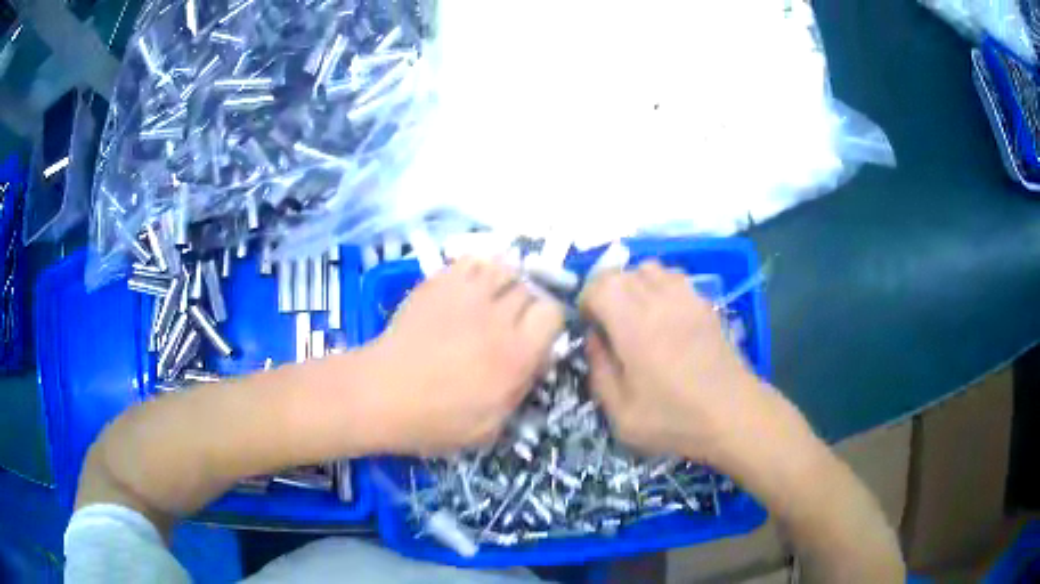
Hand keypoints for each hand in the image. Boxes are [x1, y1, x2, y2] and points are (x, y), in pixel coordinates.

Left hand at [367, 258, 563, 454]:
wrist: (381, 394)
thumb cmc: (434, 421)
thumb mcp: (489, 428)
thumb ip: (520, 393)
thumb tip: (535, 363)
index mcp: (516, 354)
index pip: (553, 313)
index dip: (547, 323)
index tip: (534, 337)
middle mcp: (498, 317)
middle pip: (529, 289)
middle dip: (526, 304)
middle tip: (509, 323)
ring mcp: (467, 294)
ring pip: (505, 267)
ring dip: (505, 282)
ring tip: (491, 300)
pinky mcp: (439, 283)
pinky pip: (471, 260)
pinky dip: (478, 269)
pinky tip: (468, 288)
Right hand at [580, 261, 769, 463]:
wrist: (734, 416)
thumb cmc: (674, 420)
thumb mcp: (620, 413)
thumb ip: (598, 371)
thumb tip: (593, 339)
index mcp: (634, 325)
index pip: (599, 285)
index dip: (586, 301)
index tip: (589, 327)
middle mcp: (659, 300)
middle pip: (621, 272)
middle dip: (605, 292)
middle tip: (607, 324)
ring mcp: (686, 297)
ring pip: (648, 268)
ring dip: (633, 285)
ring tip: (634, 316)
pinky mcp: (705, 303)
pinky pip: (674, 277)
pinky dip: (659, 286)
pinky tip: (663, 316)